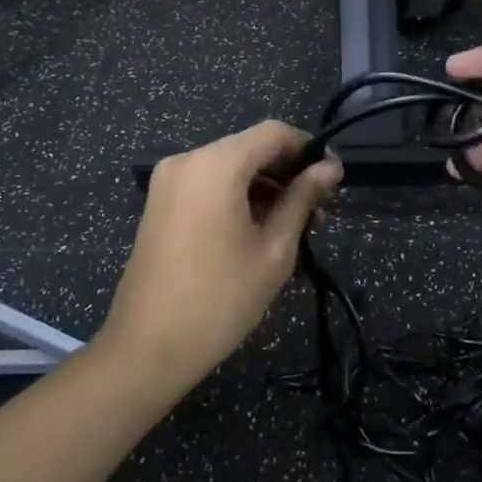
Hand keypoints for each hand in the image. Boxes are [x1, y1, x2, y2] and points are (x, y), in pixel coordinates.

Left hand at [102, 120, 342, 385]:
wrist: (147, 348)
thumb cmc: (221, 299)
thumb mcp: (274, 249)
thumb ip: (302, 199)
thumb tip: (330, 167)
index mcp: (215, 164)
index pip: (273, 132)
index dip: (308, 148)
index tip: (333, 177)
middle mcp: (187, 160)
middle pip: (250, 147)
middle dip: (286, 172)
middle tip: (318, 211)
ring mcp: (167, 181)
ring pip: (230, 166)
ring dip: (264, 187)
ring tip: (293, 226)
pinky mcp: (159, 202)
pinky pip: (208, 184)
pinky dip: (236, 196)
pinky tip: (258, 229)